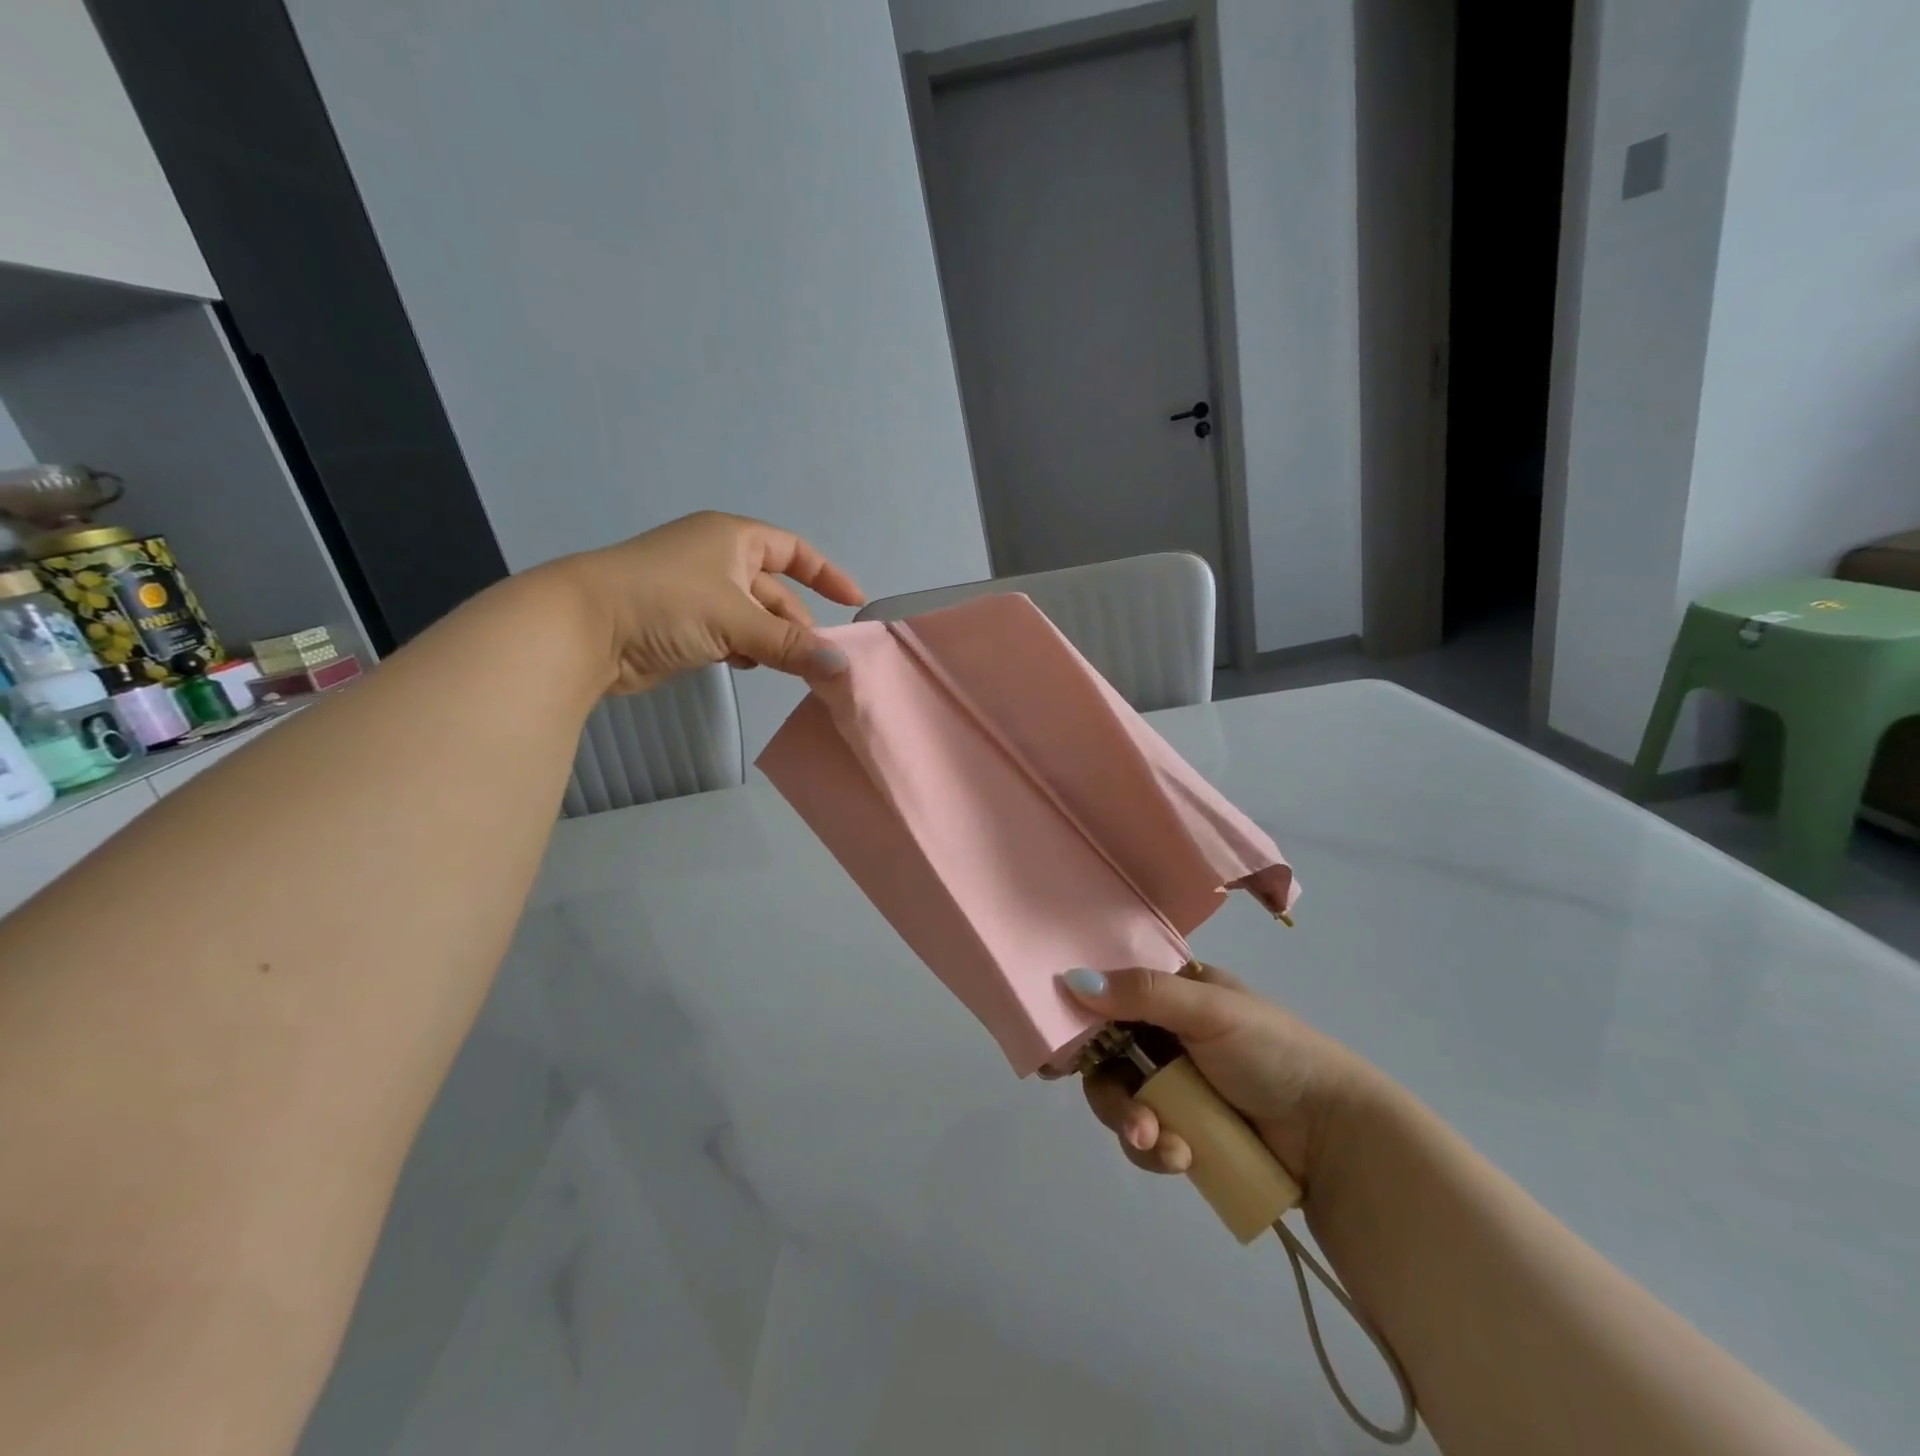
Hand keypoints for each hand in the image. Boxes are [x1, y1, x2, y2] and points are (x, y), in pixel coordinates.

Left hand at [549, 511, 865, 693]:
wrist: (582, 629)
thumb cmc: (666, 603)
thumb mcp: (736, 620)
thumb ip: (791, 646)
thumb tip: (841, 667)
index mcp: (732, 538)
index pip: (794, 551)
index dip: (826, 574)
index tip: (854, 603)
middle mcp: (717, 558)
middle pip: (775, 590)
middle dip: (798, 622)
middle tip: (819, 657)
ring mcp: (697, 592)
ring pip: (753, 617)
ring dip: (772, 641)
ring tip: (788, 666)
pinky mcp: (681, 624)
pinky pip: (729, 634)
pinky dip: (745, 650)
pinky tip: (747, 666)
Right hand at [1061, 963, 1377, 1194]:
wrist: (1336, 1136)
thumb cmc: (1273, 1053)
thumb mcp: (1209, 1011)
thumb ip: (1142, 994)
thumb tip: (1071, 980)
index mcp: (1176, 995)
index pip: (1111, 996)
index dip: (1081, 1019)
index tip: (1054, 1048)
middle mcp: (1168, 1036)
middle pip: (1107, 1057)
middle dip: (1111, 1092)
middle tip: (1132, 1117)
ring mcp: (1177, 1087)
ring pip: (1123, 1102)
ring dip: (1134, 1126)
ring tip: (1162, 1146)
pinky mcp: (1187, 1132)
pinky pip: (1148, 1139)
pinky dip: (1156, 1151)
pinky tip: (1183, 1160)